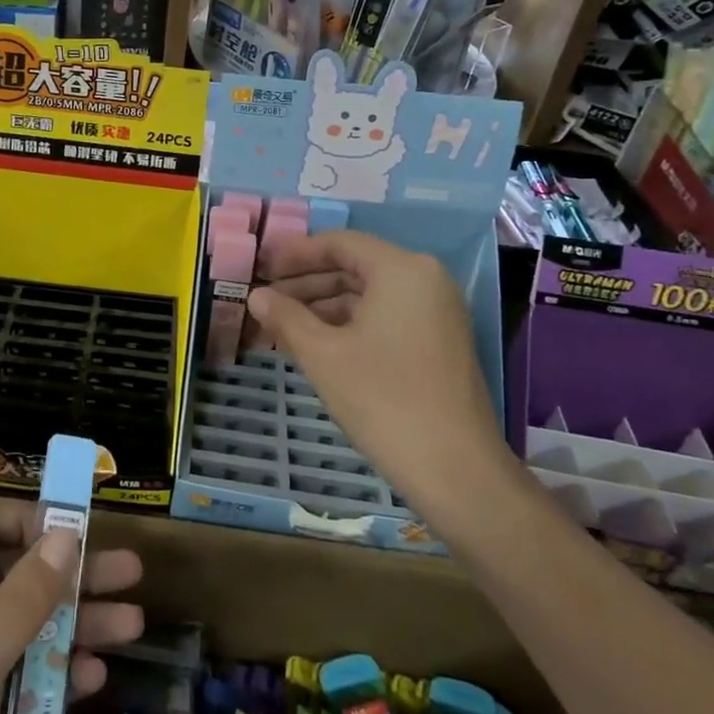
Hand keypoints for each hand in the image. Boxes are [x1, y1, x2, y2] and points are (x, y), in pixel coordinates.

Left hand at [0, 500, 143, 713]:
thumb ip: (21, 598)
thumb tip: (66, 534)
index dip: (31, 522)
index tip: (79, 531)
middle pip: (20, 577)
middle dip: (75, 575)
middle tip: (131, 570)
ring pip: (31, 628)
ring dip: (79, 625)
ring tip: (134, 624)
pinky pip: (28, 679)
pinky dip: (60, 675)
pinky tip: (96, 677)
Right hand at [246, 230, 519, 534]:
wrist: (457, 470)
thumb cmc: (383, 399)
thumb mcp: (323, 354)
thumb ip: (286, 317)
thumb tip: (256, 295)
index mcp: (401, 269)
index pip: (339, 243)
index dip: (295, 253)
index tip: (261, 267)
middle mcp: (425, 280)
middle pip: (355, 266)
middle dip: (307, 282)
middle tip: (266, 299)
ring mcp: (437, 312)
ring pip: (369, 294)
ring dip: (324, 305)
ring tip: (282, 325)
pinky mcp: (440, 342)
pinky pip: (386, 316)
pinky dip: (350, 324)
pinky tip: (317, 344)